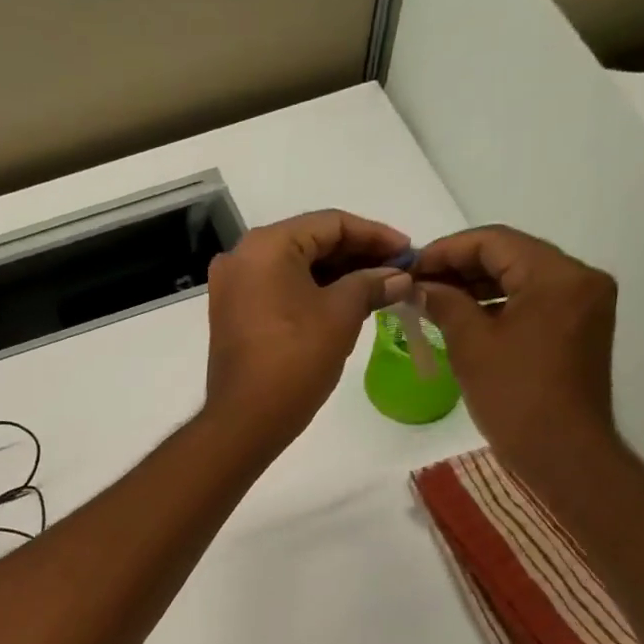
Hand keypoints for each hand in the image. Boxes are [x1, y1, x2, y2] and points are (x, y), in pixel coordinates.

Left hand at [204, 209, 411, 448]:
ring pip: (296, 268)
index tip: (409, 251)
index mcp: (266, 245)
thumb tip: (399, 276)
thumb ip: (372, 284)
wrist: (246, 420)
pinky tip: (347, 304)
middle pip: (311, 242)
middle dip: (357, 256)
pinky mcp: (234, 314)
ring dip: (338, 276)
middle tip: (399, 271)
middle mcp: (242, 256)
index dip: (375, 235)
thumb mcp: (341, 316)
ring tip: (381, 288)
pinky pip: (280, 290)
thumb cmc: (295, 361)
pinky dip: (313, 293)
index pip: (330, 223)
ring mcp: (233, 287)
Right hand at [413, 225, 620, 489]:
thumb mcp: (471, 345)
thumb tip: (419, 285)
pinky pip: (533, 301)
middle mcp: (579, 279)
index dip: (447, 250)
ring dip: (477, 286)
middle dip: (461, 267)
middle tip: (417, 283)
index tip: (410, 266)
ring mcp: (584, 304)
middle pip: (511, 255)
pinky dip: (498, 304)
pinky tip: (463, 316)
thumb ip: (445, 303)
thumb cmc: (515, 397)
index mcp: (558, 275)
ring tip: (433, 299)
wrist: (563, 452)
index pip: (495, 241)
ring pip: (522, 278)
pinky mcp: (579, 328)